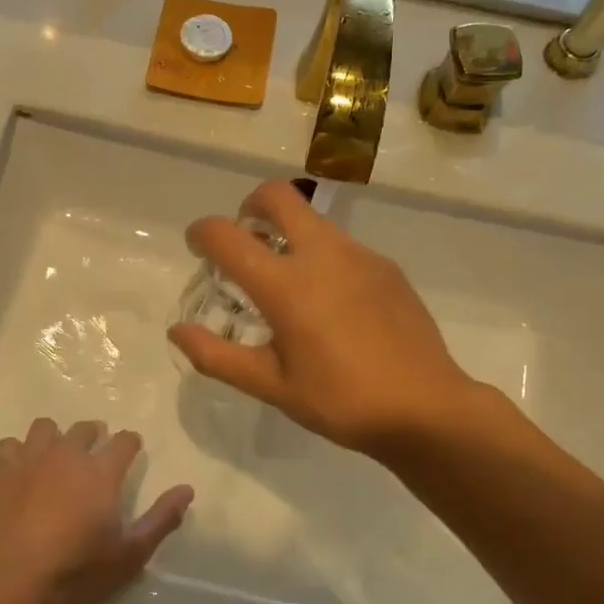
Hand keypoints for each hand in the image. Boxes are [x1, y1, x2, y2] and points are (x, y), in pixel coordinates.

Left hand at [0, 419, 192, 603]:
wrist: (4, 577)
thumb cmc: (73, 571)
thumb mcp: (128, 555)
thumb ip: (160, 519)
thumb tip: (187, 489)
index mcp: (102, 471)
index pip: (124, 441)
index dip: (130, 443)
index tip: (131, 449)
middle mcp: (68, 454)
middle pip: (85, 429)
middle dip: (93, 435)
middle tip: (93, 451)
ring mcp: (30, 457)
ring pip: (46, 428)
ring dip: (55, 437)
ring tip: (54, 456)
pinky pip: (10, 445)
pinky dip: (18, 453)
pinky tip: (18, 471)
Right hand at [168, 182, 501, 456]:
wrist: (426, 408)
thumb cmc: (341, 401)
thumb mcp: (272, 386)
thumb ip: (217, 356)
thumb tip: (177, 331)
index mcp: (285, 285)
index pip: (226, 235)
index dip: (201, 233)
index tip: (198, 246)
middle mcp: (321, 254)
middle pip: (277, 195)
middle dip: (250, 205)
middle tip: (245, 238)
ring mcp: (359, 255)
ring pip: (313, 219)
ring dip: (288, 232)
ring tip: (288, 280)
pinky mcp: (386, 266)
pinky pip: (342, 245)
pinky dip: (321, 255)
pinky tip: (332, 302)